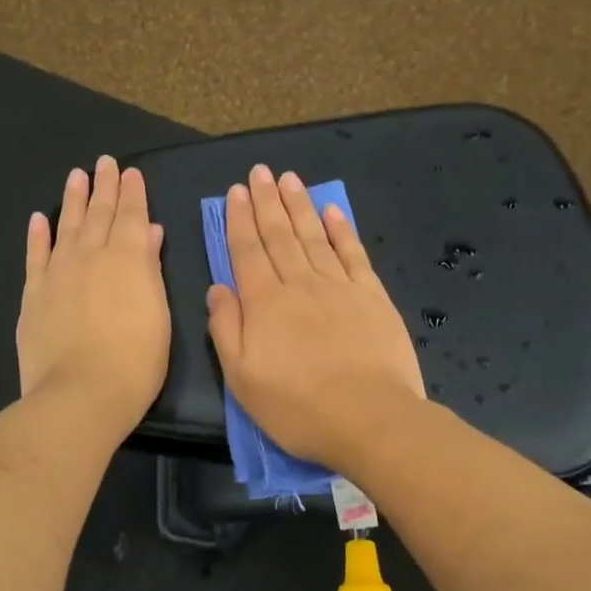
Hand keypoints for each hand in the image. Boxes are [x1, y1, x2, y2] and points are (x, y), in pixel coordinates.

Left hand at [17, 156, 170, 435]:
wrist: (82, 393)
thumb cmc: (135, 361)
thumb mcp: (158, 315)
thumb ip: (150, 268)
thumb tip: (148, 232)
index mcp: (128, 259)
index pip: (131, 215)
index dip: (132, 192)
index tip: (130, 172)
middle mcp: (91, 255)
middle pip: (99, 214)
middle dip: (104, 186)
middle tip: (104, 163)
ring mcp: (58, 273)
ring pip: (67, 226)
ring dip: (73, 200)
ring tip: (77, 175)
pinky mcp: (33, 294)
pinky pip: (35, 256)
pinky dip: (38, 235)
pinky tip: (39, 218)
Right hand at [207, 165, 424, 470]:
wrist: (368, 419)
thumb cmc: (297, 407)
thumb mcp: (242, 378)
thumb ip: (226, 329)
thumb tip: (217, 288)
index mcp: (264, 303)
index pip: (247, 251)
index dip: (239, 220)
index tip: (235, 191)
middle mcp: (300, 284)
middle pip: (280, 235)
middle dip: (267, 202)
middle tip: (260, 172)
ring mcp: (340, 288)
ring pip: (314, 237)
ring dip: (300, 206)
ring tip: (289, 179)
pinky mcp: (372, 297)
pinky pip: (354, 254)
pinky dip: (342, 231)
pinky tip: (333, 212)